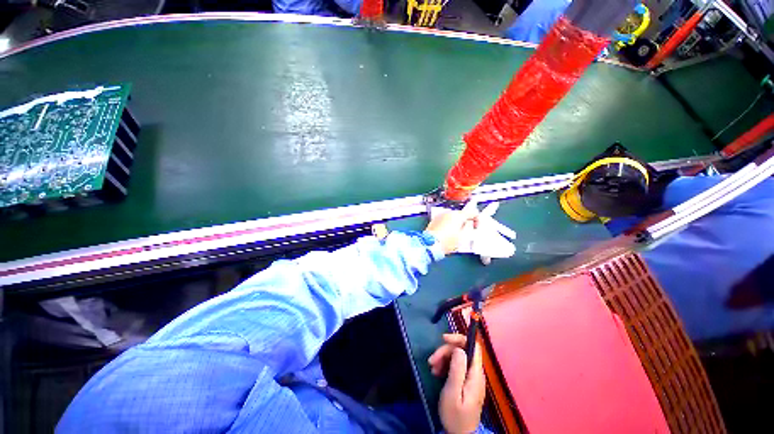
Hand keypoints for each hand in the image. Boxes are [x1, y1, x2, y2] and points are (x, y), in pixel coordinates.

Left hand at [425, 204, 477, 254]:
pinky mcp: (434, 220)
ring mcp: (440, 215)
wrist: (430, 244)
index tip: (475, 227)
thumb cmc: (447, 242)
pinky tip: (447, 233)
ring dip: (456, 223)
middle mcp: (449, 212)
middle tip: (465, 233)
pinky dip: (448, 224)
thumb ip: (469, 227)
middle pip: (461, 214)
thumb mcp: (463, 236)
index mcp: (458, 215)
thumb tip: (470, 223)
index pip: (472, 212)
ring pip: (452, 217)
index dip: (477, 220)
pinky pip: (445, 220)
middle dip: (465, 222)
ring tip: (455, 234)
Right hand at [428, 334, 485, 433]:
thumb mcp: (453, 393)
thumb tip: (459, 349)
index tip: (443, 339)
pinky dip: (445, 366)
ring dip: (443, 359)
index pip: (473, 346)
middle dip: (445, 351)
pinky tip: (437, 373)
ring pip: (457, 357)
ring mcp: (471, 377)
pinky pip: (456, 366)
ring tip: (433, 369)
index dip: (459, 338)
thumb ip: (457, 369)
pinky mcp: (465, 382)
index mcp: (475, 374)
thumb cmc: (455, 416)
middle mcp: (475, 373)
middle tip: (431, 361)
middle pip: (462, 351)